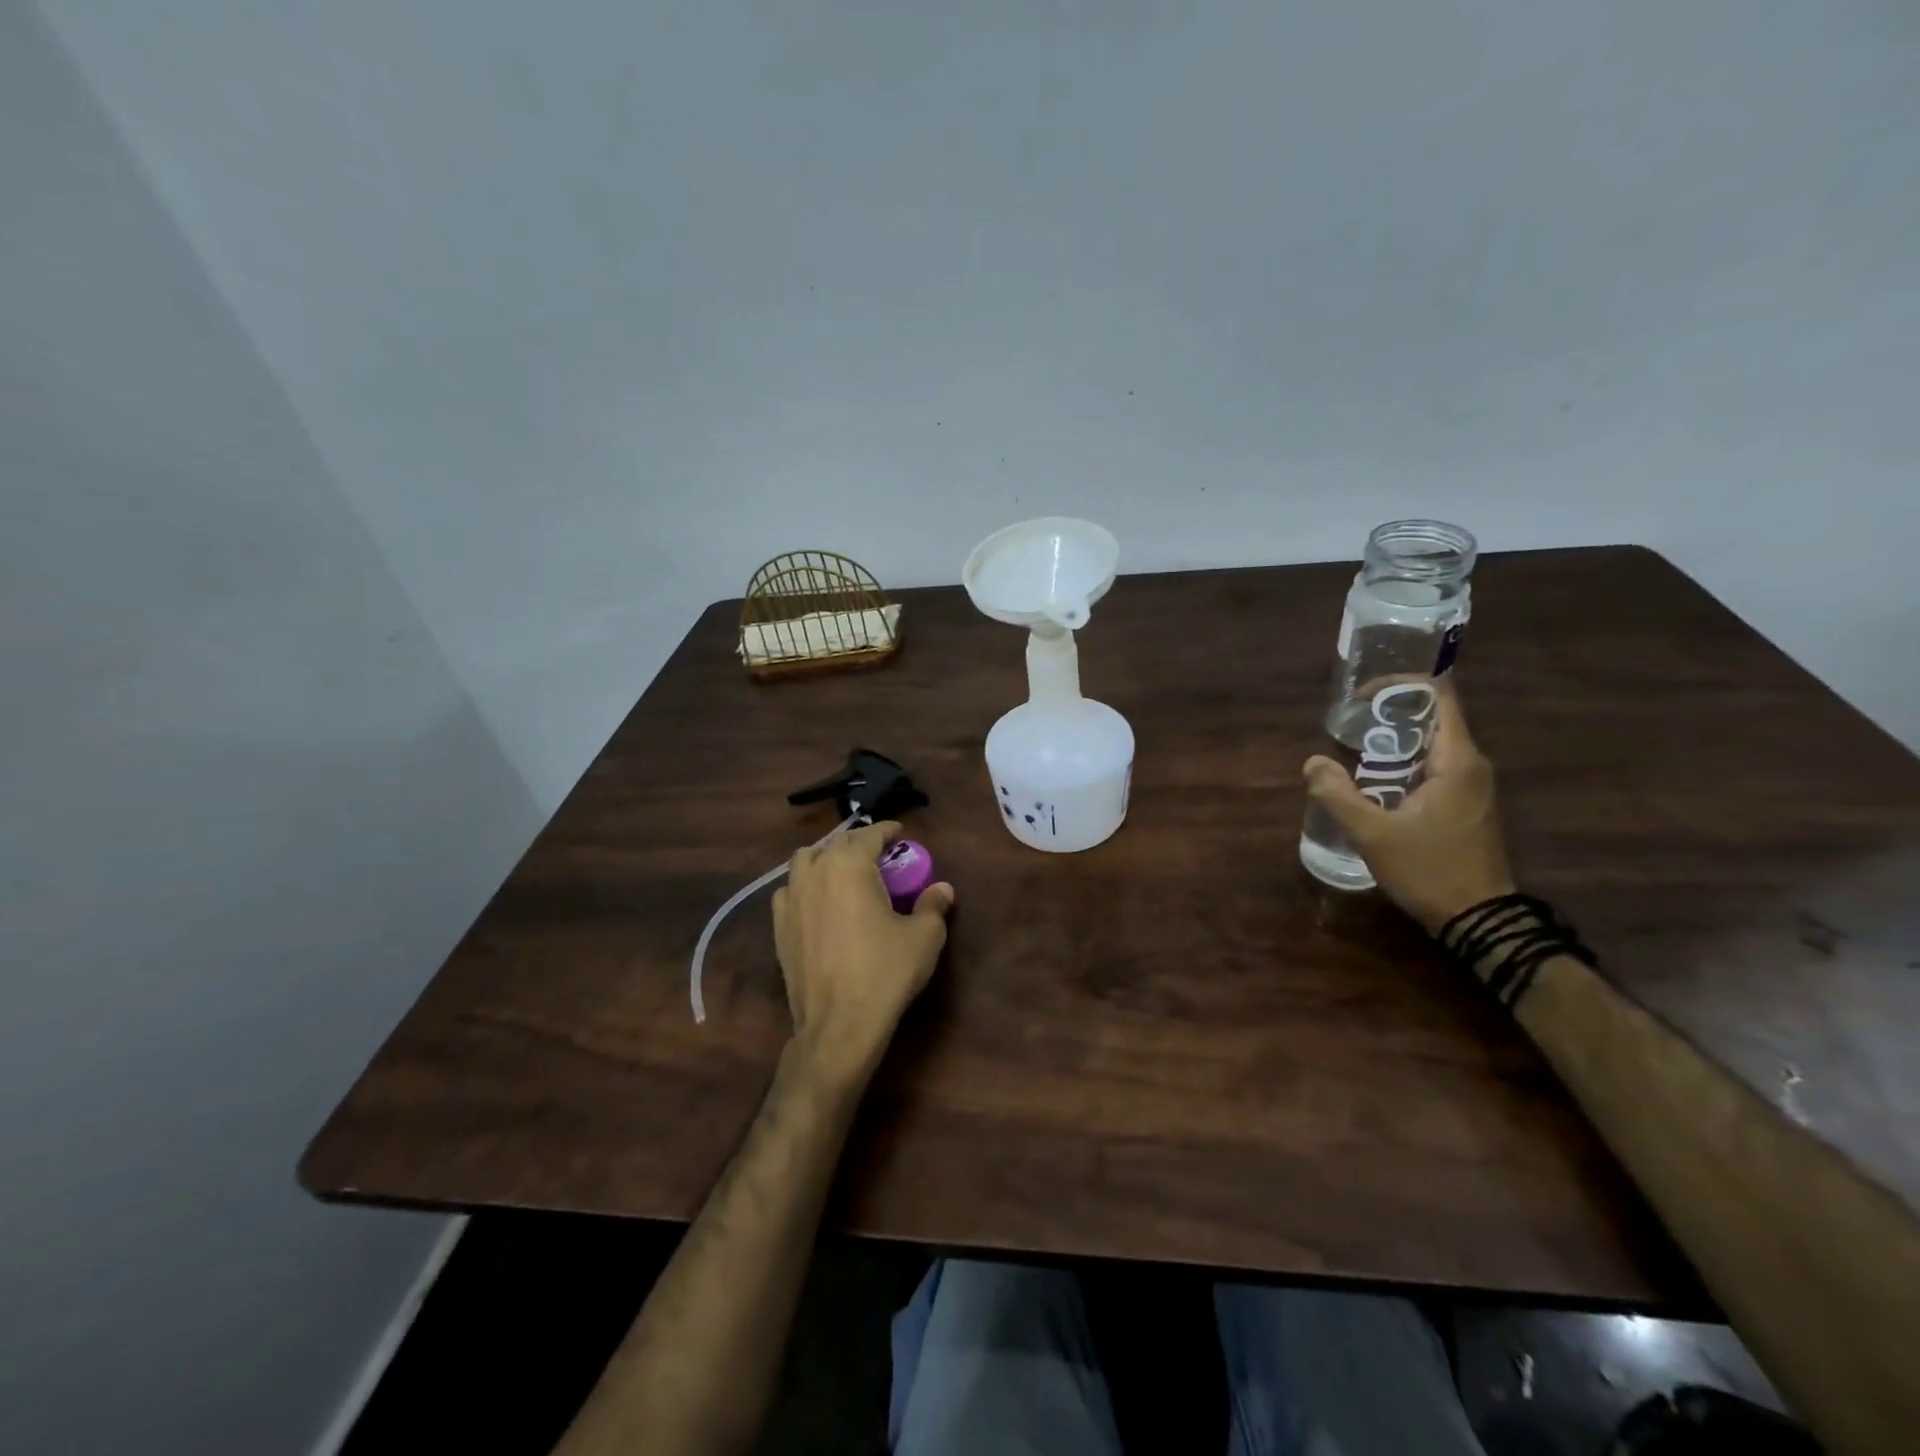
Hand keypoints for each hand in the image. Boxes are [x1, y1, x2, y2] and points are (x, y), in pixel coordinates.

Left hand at [772, 822, 954, 1083]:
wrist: (839, 1024)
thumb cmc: (885, 972)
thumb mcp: (924, 937)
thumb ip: (933, 905)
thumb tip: (943, 888)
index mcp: (850, 866)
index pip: (869, 835)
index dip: (887, 831)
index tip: (900, 833)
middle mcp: (816, 872)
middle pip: (836, 843)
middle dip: (859, 843)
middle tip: (879, 854)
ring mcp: (792, 898)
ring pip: (805, 860)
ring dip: (826, 857)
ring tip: (843, 871)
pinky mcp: (779, 926)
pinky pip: (789, 890)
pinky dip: (804, 885)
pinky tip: (817, 901)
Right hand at [1303, 684, 1515, 932]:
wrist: (1479, 920)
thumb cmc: (1429, 870)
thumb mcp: (1373, 834)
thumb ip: (1338, 795)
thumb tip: (1313, 762)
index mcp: (1456, 761)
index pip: (1438, 696)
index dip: (1398, 686)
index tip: (1361, 699)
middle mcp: (1471, 765)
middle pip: (1432, 717)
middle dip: (1388, 715)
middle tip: (1348, 727)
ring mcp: (1473, 786)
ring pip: (1432, 744)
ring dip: (1394, 741)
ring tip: (1353, 752)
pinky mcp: (1467, 804)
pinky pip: (1434, 766)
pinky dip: (1404, 763)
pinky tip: (1374, 783)